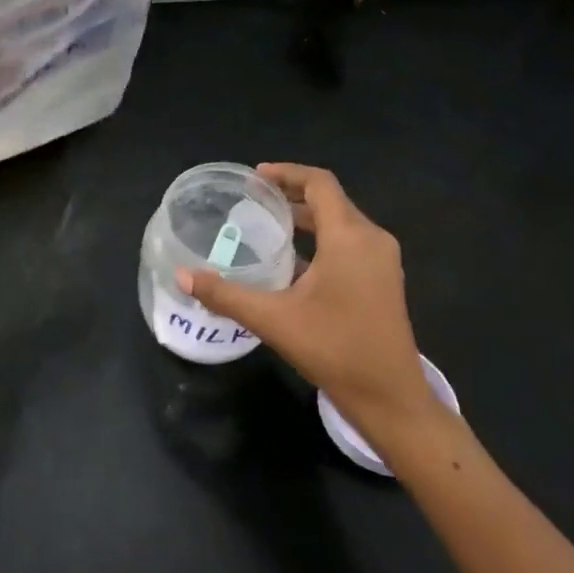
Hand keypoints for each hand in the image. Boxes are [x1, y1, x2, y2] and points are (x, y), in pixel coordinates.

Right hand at [177, 164, 443, 450]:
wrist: (391, 399)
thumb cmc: (334, 349)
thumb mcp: (273, 320)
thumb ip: (225, 294)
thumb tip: (182, 275)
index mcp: (349, 237)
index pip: (320, 184)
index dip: (287, 173)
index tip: (254, 177)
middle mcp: (372, 239)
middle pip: (331, 200)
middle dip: (292, 193)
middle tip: (253, 199)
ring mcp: (382, 261)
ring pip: (342, 221)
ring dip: (307, 216)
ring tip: (268, 223)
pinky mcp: (384, 280)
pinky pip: (350, 242)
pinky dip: (321, 237)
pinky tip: (293, 259)